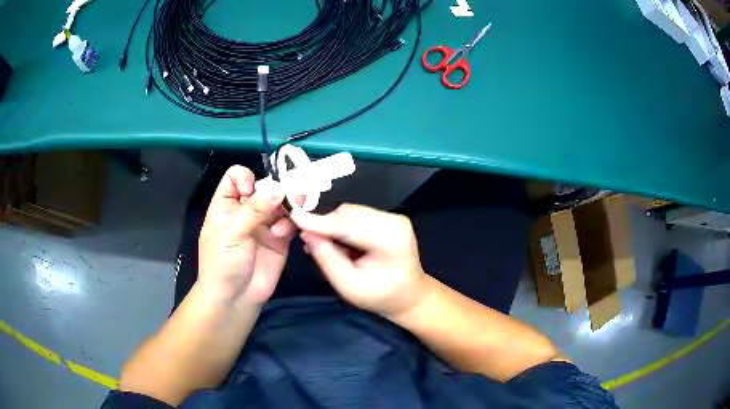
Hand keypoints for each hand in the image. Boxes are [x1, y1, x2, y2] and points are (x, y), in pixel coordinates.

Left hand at [198, 166, 294, 303]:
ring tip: (292, 214)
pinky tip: (284, 233)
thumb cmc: (222, 263)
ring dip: (288, 205)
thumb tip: (279, 187)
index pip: (237, 176)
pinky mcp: (280, 238)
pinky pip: (290, 222)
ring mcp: (264, 224)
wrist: (235, 298)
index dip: (246, 177)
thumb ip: (255, 209)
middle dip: (276, 189)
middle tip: (291, 194)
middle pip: (264, 187)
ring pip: (280, 203)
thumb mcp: (232, 233)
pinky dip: (292, 223)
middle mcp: (246, 210)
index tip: (253, 190)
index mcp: (227, 204)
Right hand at [291, 204, 429, 317]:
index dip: (320, 221)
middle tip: (304, 238)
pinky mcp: (385, 218)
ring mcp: (392, 217)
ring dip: (331, 225)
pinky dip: (339, 226)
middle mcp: (394, 221)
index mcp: (391, 239)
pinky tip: (334, 241)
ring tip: (319, 244)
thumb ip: (327, 259)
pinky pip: (354, 216)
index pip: (349, 223)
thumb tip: (306, 233)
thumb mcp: (349, 286)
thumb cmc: (380, 296)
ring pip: (349, 212)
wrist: (408, 295)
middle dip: (323, 223)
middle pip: (349, 213)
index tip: (294, 217)